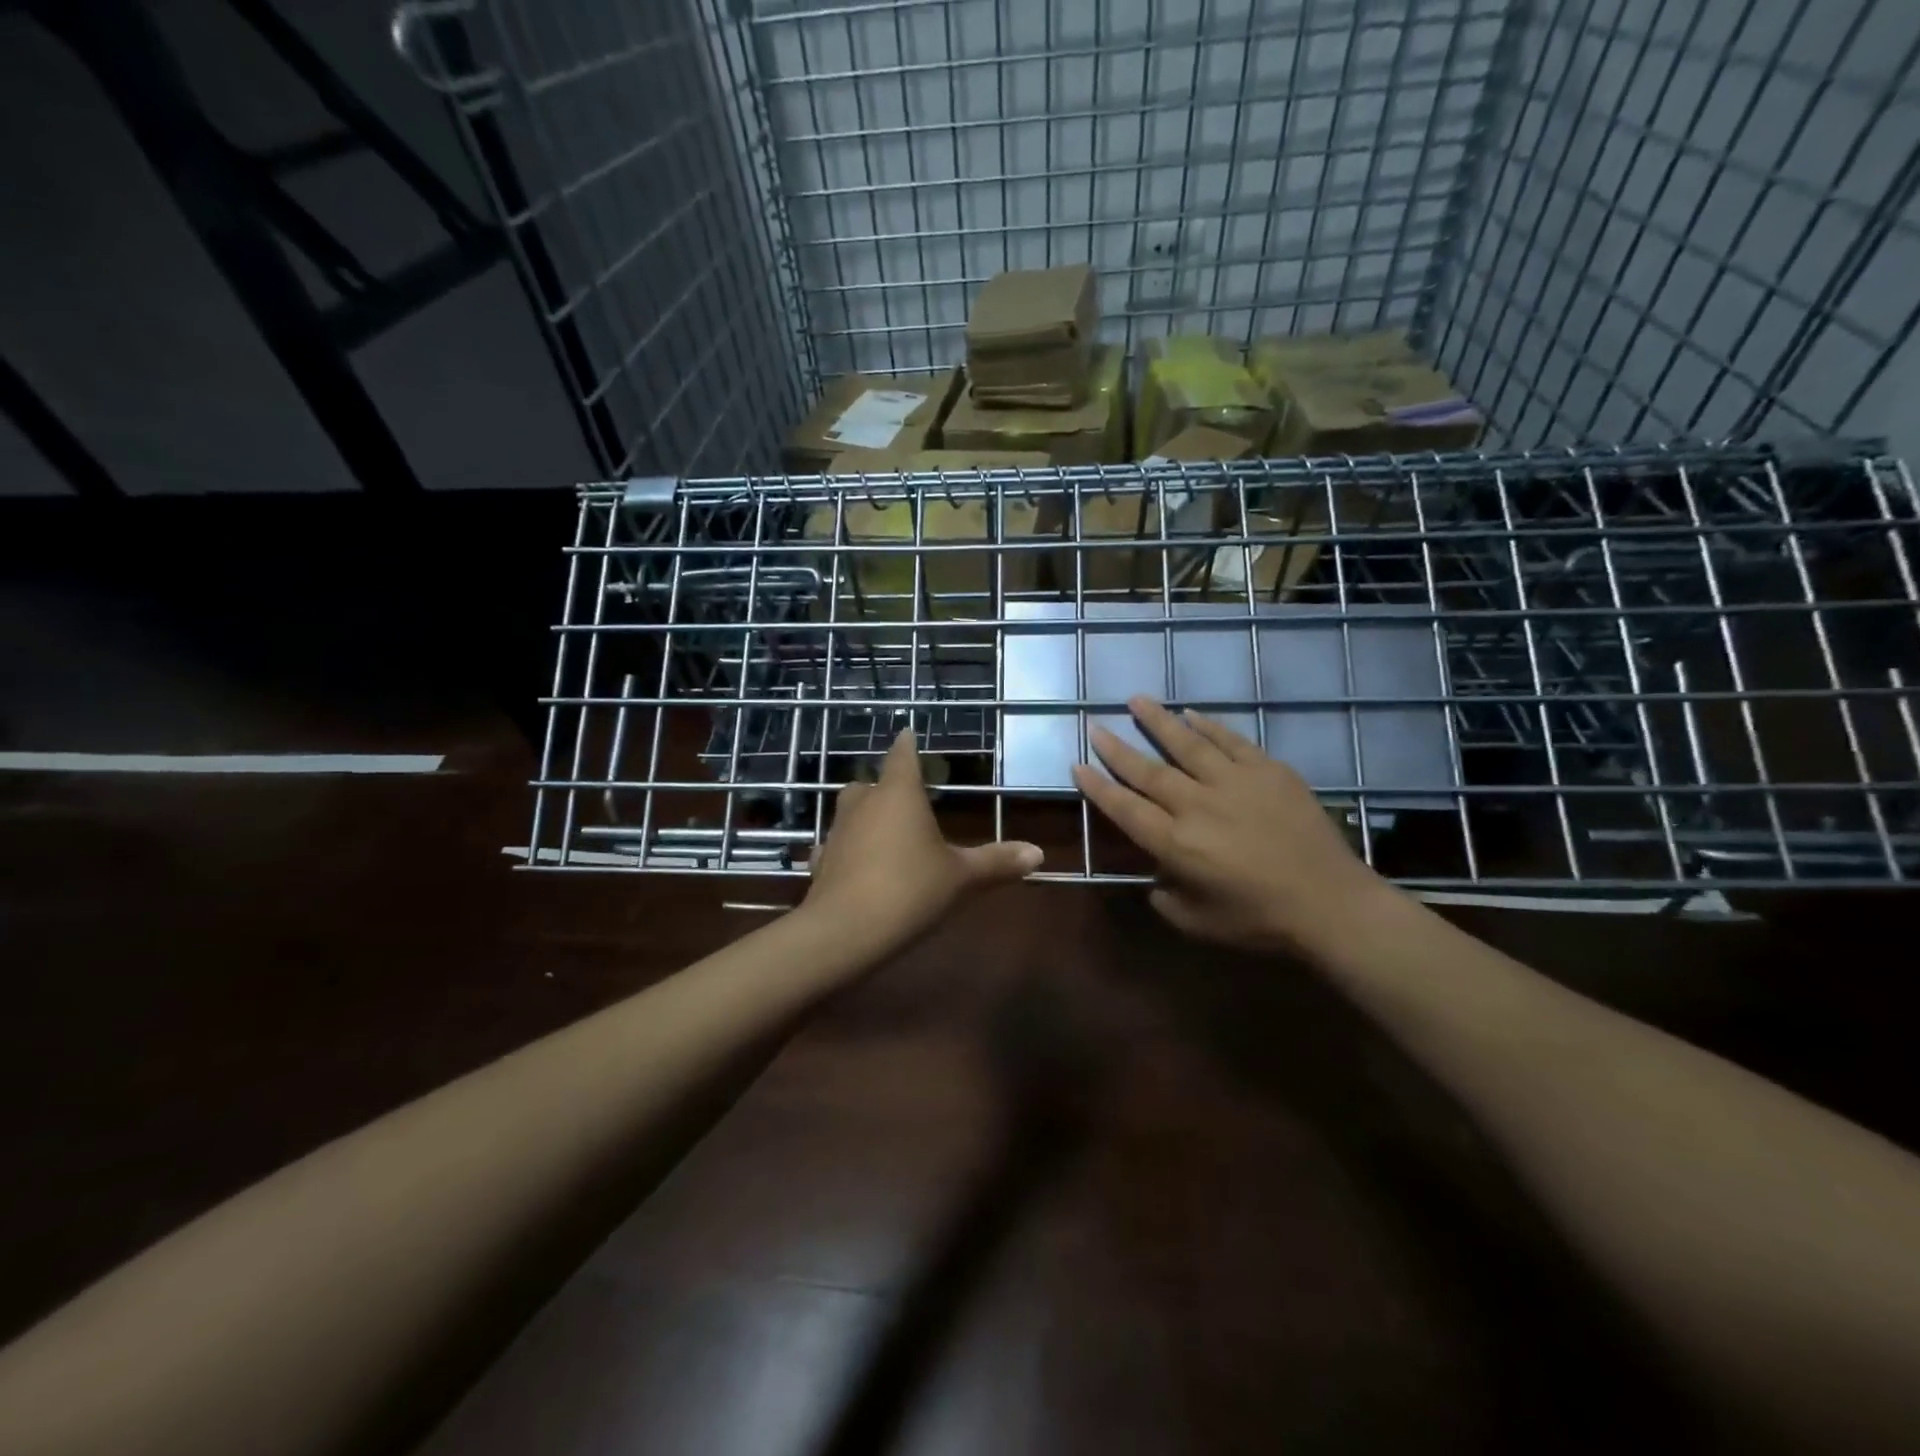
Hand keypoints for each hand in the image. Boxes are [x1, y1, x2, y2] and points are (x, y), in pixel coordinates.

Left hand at [805, 728, 1042, 961]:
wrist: (845, 931)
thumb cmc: (910, 889)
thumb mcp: (961, 877)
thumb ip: (996, 862)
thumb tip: (1038, 853)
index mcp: (899, 794)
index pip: (902, 756)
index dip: (907, 744)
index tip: (907, 732)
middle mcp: (863, 804)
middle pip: (869, 784)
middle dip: (884, 786)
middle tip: (902, 796)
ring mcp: (837, 832)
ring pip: (849, 813)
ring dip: (864, 817)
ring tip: (884, 832)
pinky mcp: (821, 862)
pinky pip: (836, 846)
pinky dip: (848, 850)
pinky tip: (857, 866)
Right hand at [1072, 696, 1396, 956]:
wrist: (1330, 903)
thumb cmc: (1259, 920)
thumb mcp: (1197, 922)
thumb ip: (1165, 897)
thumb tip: (1155, 876)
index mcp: (1175, 844)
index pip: (1125, 808)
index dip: (1098, 787)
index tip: (1078, 765)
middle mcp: (1196, 805)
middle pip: (1148, 771)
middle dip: (1117, 748)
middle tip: (1095, 725)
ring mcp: (1234, 783)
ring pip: (1186, 744)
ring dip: (1158, 721)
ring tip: (1137, 700)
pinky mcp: (1267, 771)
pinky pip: (1231, 741)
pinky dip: (1208, 725)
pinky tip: (1191, 713)